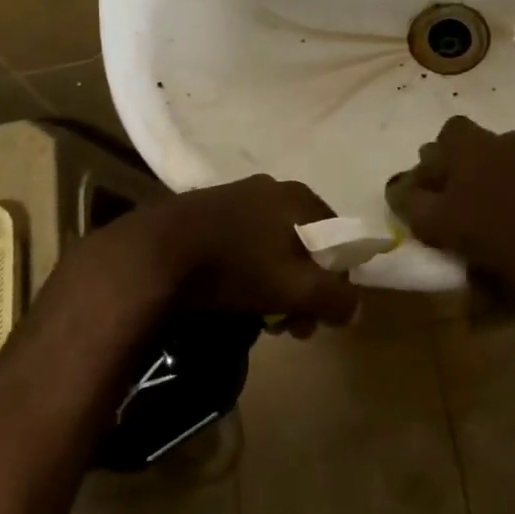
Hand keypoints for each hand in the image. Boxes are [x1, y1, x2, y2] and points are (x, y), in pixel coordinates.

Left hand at [144, 175, 360, 332]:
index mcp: (300, 197)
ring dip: (275, 283)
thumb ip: (334, 298)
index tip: (321, 315)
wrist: (157, 253)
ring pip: (272, 245)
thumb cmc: (239, 265)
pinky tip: (233, 295)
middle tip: (291, 326)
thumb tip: (357, 309)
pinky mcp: (206, 210)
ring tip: (261, 318)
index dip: (337, 280)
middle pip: (305, 243)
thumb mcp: (295, 288)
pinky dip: (248, 270)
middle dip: (304, 288)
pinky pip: (243, 242)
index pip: (338, 238)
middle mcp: (273, 187)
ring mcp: (237, 196)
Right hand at [385, 116, 514, 316]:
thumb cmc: (497, 244)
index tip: (442, 184)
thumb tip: (399, 186)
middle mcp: (514, 140)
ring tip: (514, 210)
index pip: (451, 130)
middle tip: (474, 203)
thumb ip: (411, 201)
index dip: (443, 154)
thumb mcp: (438, 228)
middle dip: (479, 166)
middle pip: (488, 144)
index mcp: (477, 148)